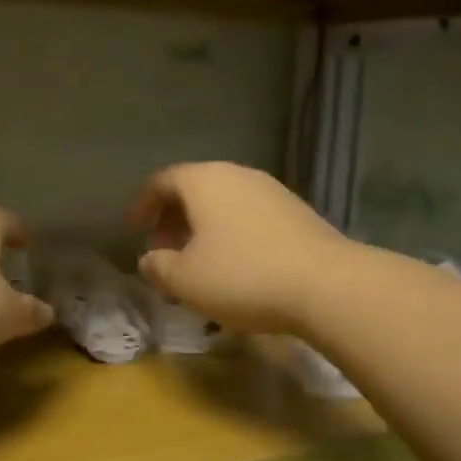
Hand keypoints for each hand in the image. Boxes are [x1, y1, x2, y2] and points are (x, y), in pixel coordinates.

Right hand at [125, 163, 347, 333]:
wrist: (327, 285)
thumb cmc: (242, 276)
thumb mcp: (184, 279)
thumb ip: (157, 266)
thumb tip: (149, 259)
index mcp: (204, 181)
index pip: (162, 181)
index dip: (142, 204)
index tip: (132, 229)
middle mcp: (238, 176)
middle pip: (194, 190)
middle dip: (173, 220)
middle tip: (163, 251)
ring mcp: (272, 192)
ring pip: (224, 204)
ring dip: (203, 230)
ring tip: (196, 264)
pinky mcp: (297, 213)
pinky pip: (249, 217)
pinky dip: (231, 235)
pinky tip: (234, 268)